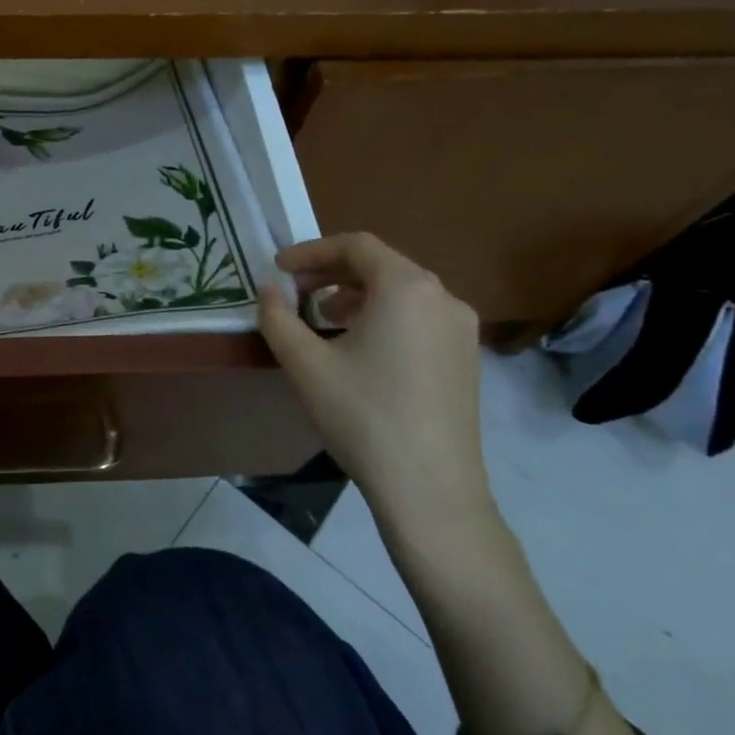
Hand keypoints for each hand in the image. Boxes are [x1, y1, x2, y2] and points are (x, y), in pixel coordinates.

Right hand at [258, 233, 491, 539]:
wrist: (430, 489)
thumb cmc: (362, 415)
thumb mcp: (305, 363)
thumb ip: (278, 317)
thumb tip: (268, 290)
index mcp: (406, 288)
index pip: (355, 245)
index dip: (310, 251)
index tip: (277, 269)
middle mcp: (442, 298)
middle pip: (381, 265)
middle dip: (331, 273)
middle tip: (294, 293)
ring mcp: (461, 330)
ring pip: (401, 292)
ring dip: (356, 295)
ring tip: (322, 319)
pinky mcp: (466, 359)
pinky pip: (419, 317)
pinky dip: (383, 316)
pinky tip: (359, 348)